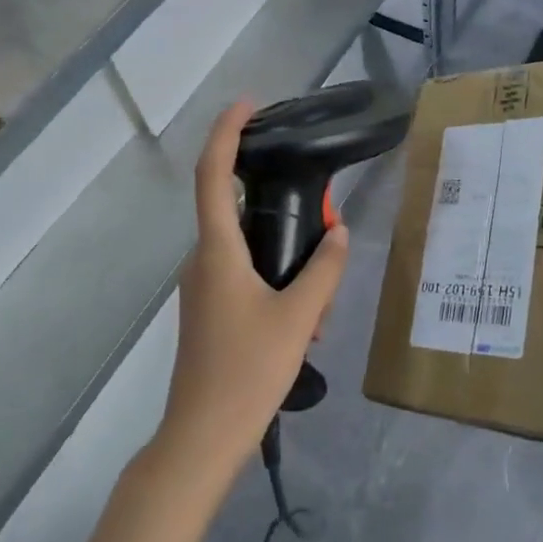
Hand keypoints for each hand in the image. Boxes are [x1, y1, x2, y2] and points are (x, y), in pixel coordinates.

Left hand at [158, 100, 350, 485]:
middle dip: (280, 205)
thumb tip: (339, 233)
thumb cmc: (247, 371)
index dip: (225, 133)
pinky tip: (307, 317)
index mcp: (217, 251)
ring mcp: (203, 287)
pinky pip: (244, 274)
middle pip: (236, 210)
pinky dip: (276, 278)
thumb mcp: (300, 318)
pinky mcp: (209, 309)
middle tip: (324, 220)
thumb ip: (325, 270)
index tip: (247, 104)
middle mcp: (203, 260)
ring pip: (246, 248)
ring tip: (323, 293)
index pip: (213, 175)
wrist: (202, 436)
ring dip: (285, 253)